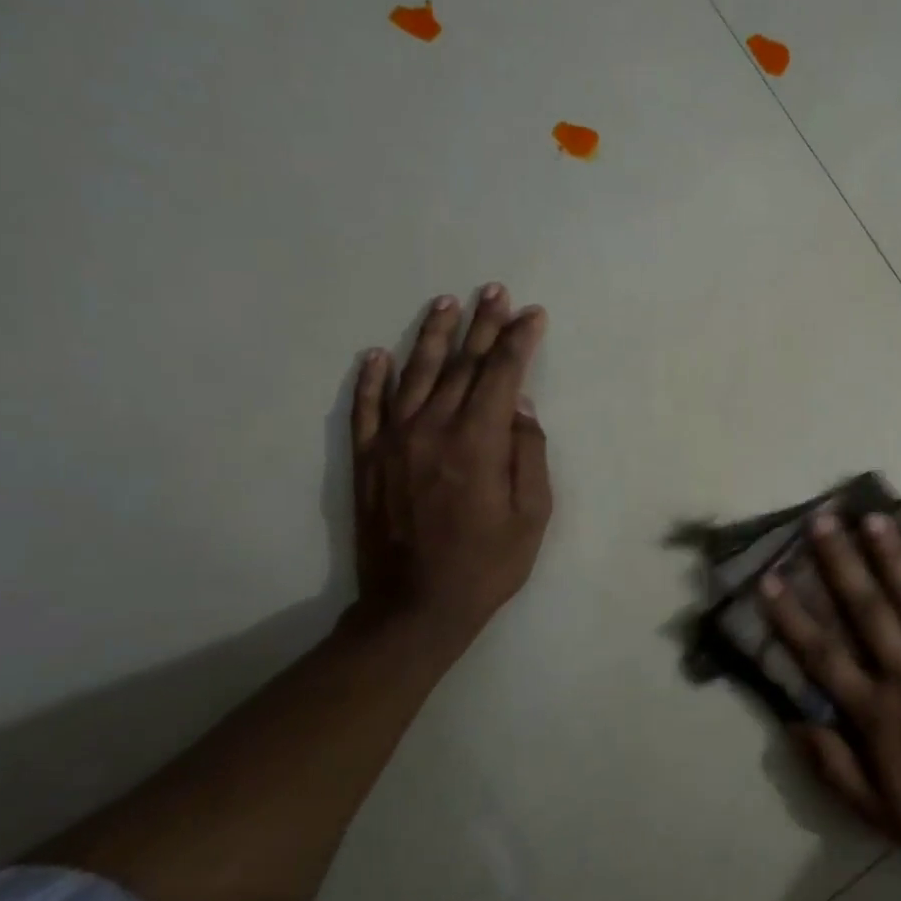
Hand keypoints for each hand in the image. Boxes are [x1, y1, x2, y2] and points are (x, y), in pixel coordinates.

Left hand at [351, 285, 551, 643]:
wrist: (414, 609)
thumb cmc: (487, 564)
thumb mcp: (532, 514)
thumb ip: (529, 453)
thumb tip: (521, 406)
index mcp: (478, 442)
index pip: (502, 375)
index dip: (519, 341)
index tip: (533, 315)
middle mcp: (433, 429)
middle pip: (462, 365)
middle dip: (483, 325)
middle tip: (495, 291)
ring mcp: (394, 442)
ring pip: (415, 374)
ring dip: (433, 336)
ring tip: (446, 303)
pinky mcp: (368, 460)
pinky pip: (367, 408)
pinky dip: (370, 378)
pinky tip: (377, 353)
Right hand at [761, 513, 900, 871]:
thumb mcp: (876, 812)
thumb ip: (833, 767)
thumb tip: (792, 722)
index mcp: (876, 712)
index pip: (823, 655)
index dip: (792, 617)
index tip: (769, 579)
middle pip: (867, 610)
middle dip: (841, 563)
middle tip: (822, 521)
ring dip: (893, 557)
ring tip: (874, 518)